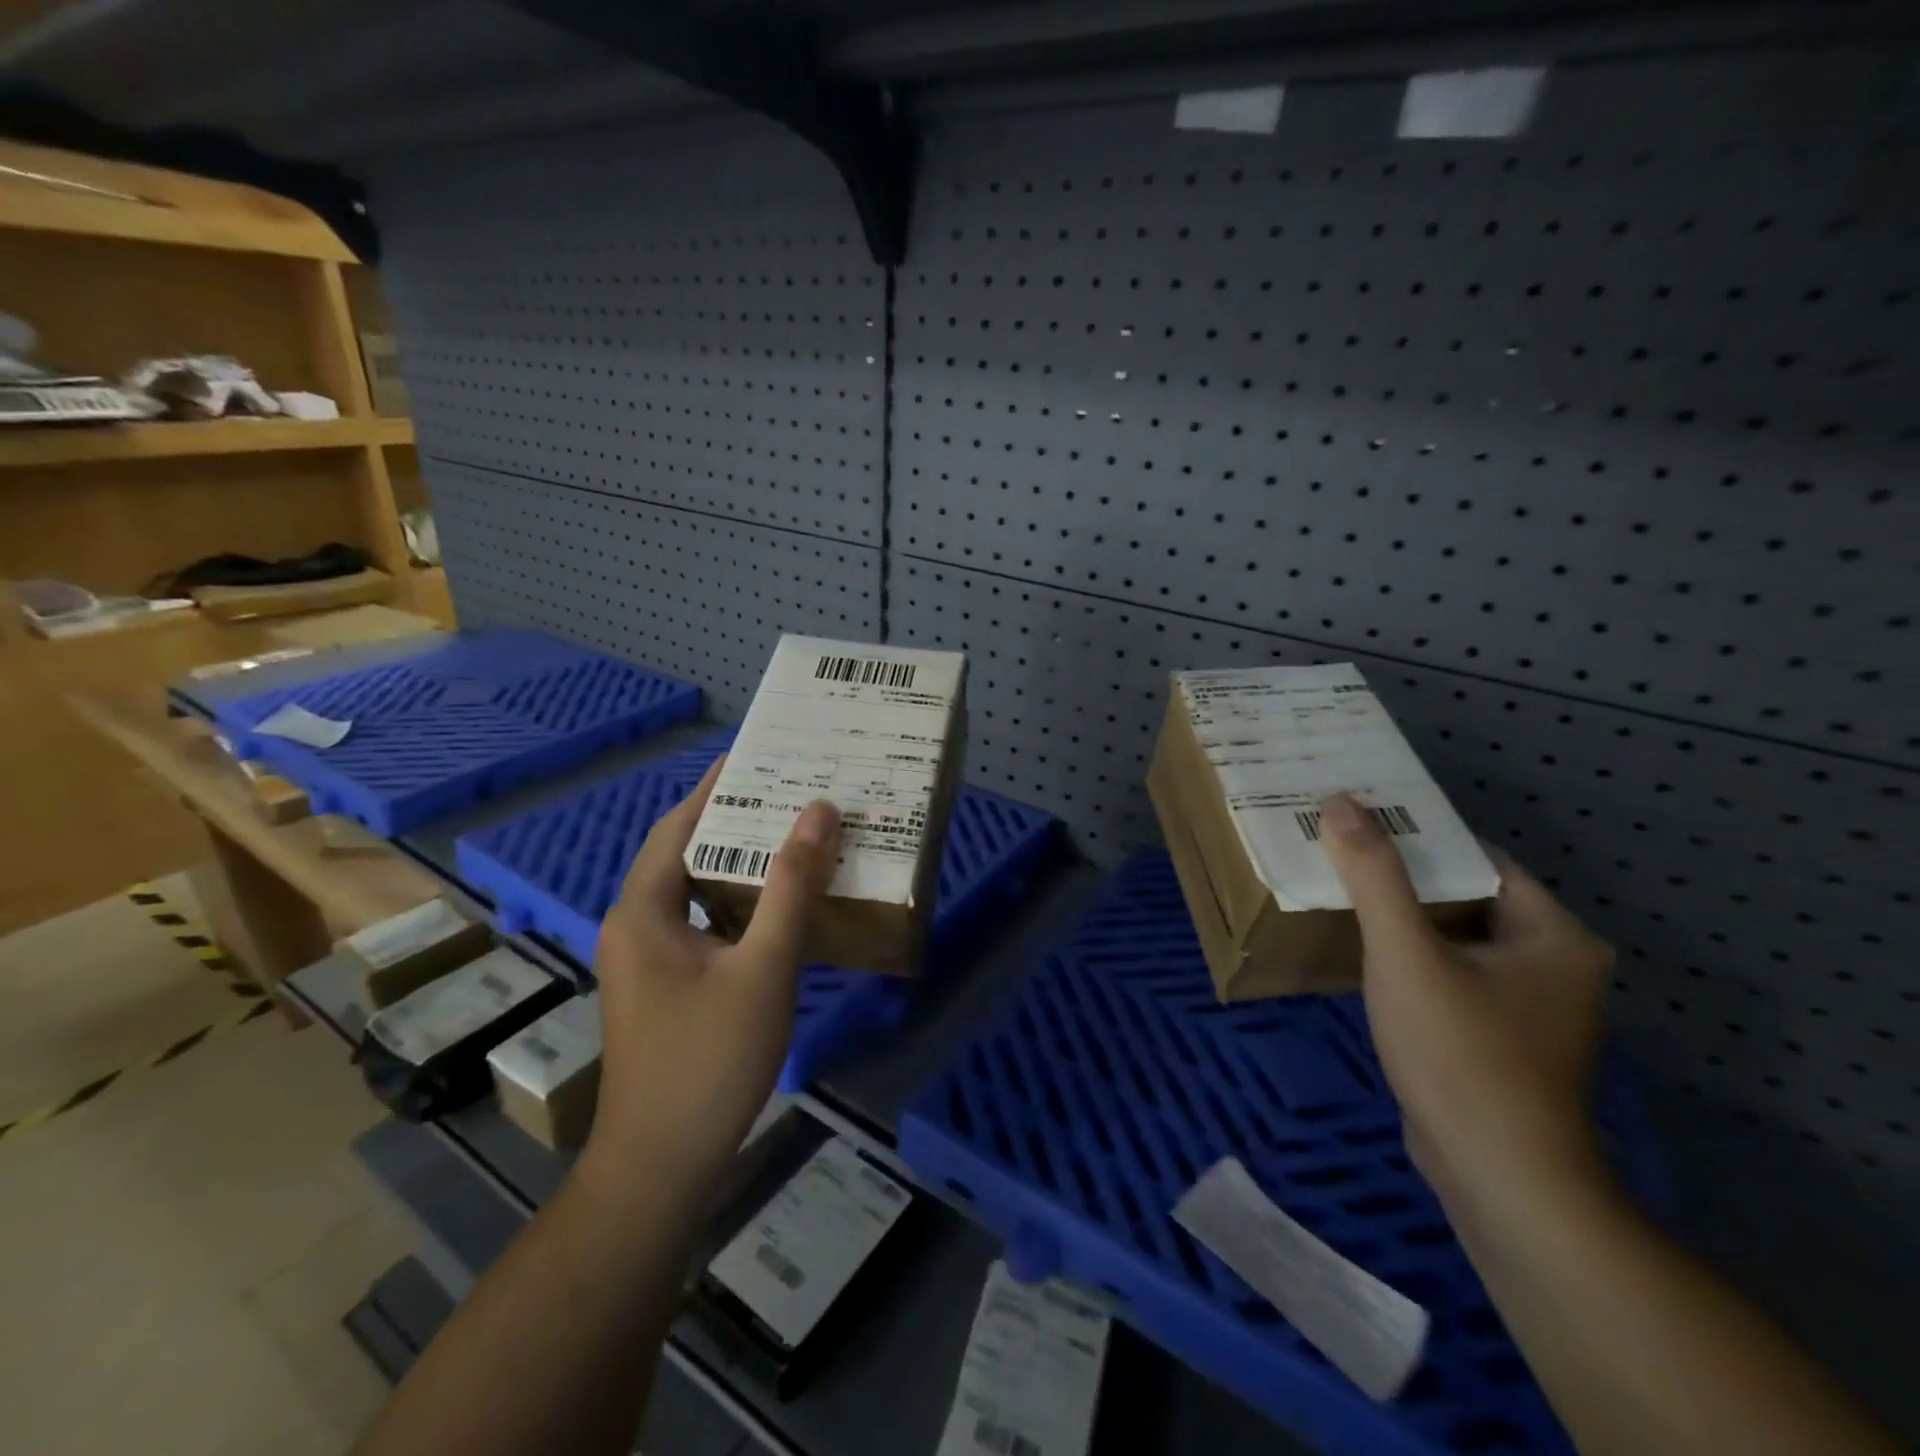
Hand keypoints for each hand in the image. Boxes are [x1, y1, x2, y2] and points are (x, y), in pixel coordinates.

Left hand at [583, 758, 840, 1202]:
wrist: (662, 1167)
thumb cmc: (708, 1061)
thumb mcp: (762, 968)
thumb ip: (791, 888)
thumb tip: (819, 812)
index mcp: (644, 910)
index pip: (678, 826)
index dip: (715, 787)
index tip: (758, 755)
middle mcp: (637, 926)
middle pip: (686, 854)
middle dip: (735, 821)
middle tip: (790, 792)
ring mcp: (649, 961)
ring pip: (697, 891)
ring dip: (739, 863)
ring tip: (793, 837)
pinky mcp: (667, 987)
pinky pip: (704, 923)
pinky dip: (739, 902)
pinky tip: (781, 906)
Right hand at [1316, 793, 1613, 1203]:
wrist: (1498, 1178)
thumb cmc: (1461, 1054)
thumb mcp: (1406, 954)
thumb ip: (1375, 877)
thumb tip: (1342, 803)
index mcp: (1554, 934)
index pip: (1477, 860)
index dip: (1417, 837)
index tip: (1360, 822)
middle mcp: (1553, 964)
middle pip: (1465, 898)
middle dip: (1402, 878)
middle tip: (1340, 853)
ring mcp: (1529, 1006)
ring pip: (1455, 939)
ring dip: (1403, 919)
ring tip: (1341, 893)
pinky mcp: (1500, 1038)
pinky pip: (1451, 975)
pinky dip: (1412, 960)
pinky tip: (1365, 956)